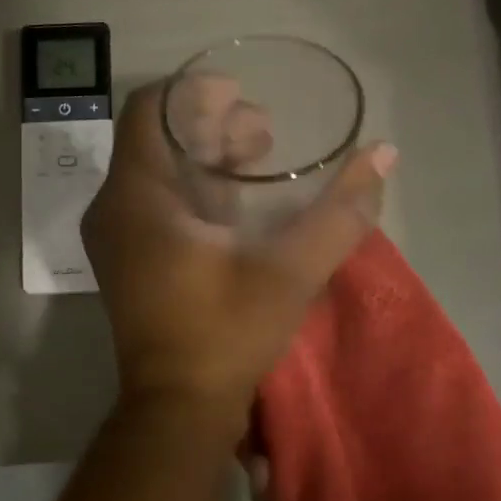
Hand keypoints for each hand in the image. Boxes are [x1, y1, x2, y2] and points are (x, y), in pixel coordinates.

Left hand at [81, 79, 396, 418]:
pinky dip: (195, 186)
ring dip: (206, 154)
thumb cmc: (225, 334)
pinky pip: (156, 199)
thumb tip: (384, 155)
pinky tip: (239, 200)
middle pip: (158, 136)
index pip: (151, 109)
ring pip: (157, 168)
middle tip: (267, 132)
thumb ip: (340, 211)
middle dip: (212, 122)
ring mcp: (117, 235)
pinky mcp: (128, 257)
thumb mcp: (290, 271)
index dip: (196, 91)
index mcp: (138, 196)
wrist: (177, 409)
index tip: (243, 93)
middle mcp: (115, 207)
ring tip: (261, 157)